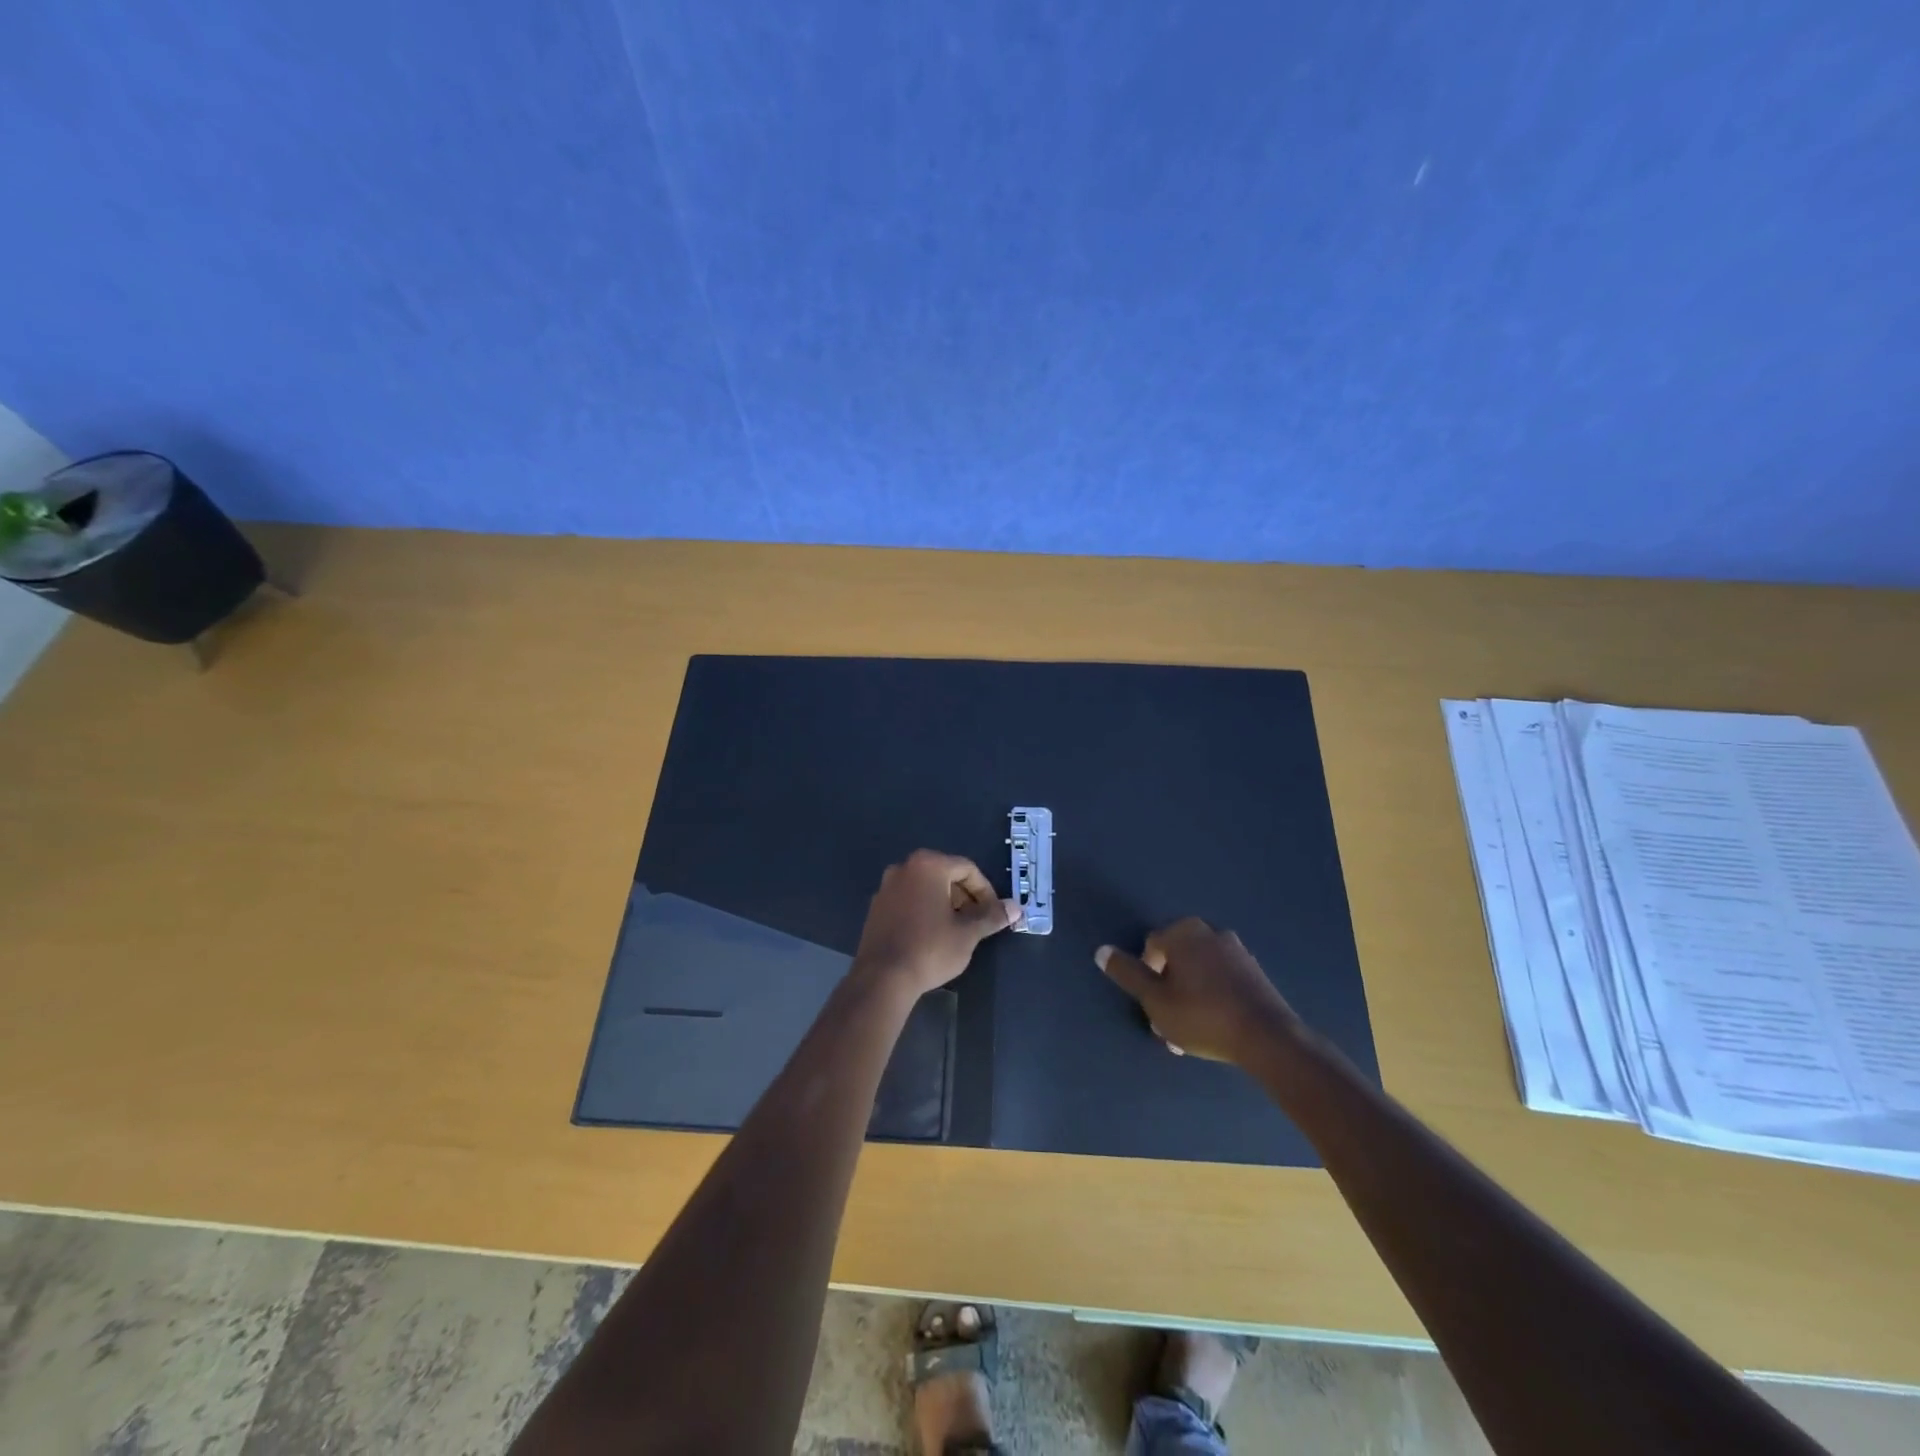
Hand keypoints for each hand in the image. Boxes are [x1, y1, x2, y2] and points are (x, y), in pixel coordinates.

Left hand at [853, 850, 1019, 996]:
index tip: (994, 914)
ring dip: (945, 904)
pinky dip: (924, 910)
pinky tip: (931, 935)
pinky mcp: (876, 907)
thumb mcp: (968, 933)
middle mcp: (904, 868)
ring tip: (957, 930)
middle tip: (977, 922)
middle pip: (945, 875)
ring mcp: (886, 887)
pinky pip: (908, 900)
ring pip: (926, 888)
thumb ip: (991, 916)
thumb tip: (1015, 908)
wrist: (883, 977)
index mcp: (928, 865)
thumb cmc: (930, 948)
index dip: (986, 891)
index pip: (967, 869)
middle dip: (965, 897)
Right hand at [1096, 918, 1300, 1064]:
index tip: (1153, 1007)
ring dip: (1189, 995)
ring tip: (1190, 1031)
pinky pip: (1221, 979)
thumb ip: (1128, 973)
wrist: (1267, 1037)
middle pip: (1176, 958)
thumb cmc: (1202, 1016)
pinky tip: (1215, 1026)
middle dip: (1168, 988)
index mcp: (1183, 932)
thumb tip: (1101, 950)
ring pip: (1199, 971)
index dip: (1147, 977)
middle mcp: (1209, 932)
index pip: (1151, 947)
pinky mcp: (1254, 970)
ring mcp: (1236, 950)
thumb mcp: (1155, 1000)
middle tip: (1169, 1022)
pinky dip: (1213, 996)